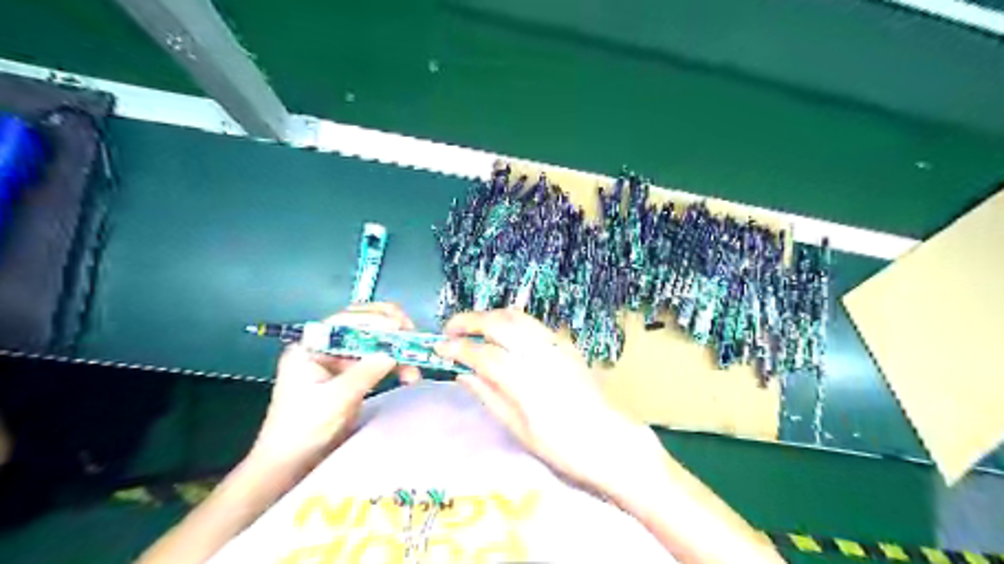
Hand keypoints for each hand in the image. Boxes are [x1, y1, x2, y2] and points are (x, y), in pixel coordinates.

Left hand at [252, 303, 425, 469]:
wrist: (290, 464)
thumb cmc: (303, 430)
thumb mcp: (336, 399)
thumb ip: (365, 372)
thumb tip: (394, 351)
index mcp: (310, 347)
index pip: (345, 321)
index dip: (374, 320)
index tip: (400, 327)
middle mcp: (324, 347)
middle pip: (361, 324)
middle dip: (389, 328)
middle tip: (412, 337)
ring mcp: (337, 360)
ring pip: (373, 341)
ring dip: (396, 348)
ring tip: (414, 363)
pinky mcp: (350, 374)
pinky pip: (376, 359)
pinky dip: (394, 363)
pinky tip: (408, 373)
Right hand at [433, 309, 637, 489]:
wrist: (607, 440)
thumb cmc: (561, 446)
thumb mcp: (519, 429)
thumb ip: (489, 395)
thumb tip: (462, 374)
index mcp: (526, 381)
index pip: (483, 354)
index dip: (457, 348)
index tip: (439, 349)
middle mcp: (540, 354)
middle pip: (499, 323)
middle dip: (469, 320)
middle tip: (450, 330)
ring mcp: (556, 345)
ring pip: (517, 316)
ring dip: (490, 316)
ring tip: (472, 327)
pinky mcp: (565, 344)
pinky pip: (533, 323)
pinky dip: (511, 321)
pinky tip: (502, 334)